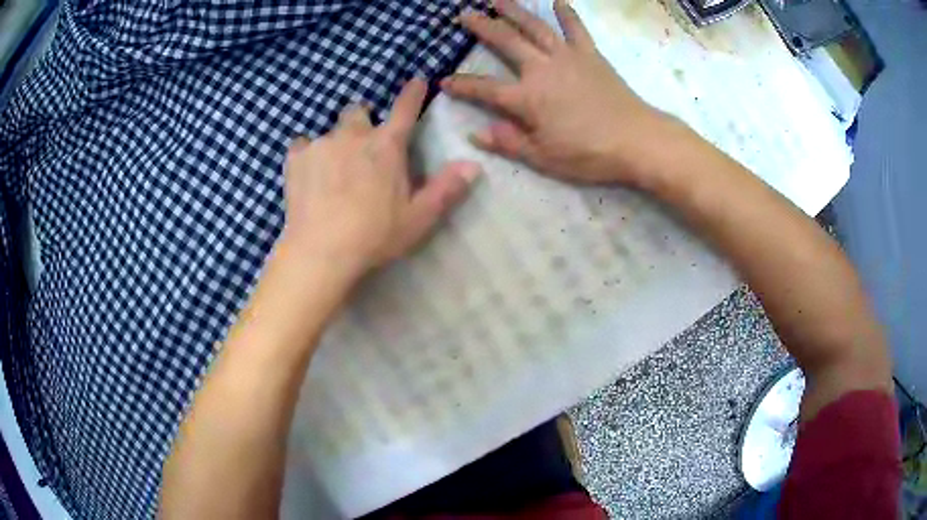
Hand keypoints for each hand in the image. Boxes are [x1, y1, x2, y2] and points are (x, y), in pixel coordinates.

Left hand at [278, 79, 480, 282]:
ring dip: (335, 143)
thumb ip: (445, 189)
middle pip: (358, 111)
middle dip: (362, 122)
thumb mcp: (418, 218)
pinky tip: (308, 174)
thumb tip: (473, 165)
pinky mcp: (295, 159)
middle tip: (361, 146)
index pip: (405, 109)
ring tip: (332, 171)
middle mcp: (353, 135)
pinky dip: (306, 154)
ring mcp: (321, 144)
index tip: (417, 80)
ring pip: (330, 131)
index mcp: (387, 146)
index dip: (413, 93)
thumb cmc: (374, 236)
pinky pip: (301, 146)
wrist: (320, 252)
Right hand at [441, 0, 675, 185]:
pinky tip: (558, 1)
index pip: (484, 89)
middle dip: (482, 27)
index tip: (443, 81)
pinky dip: (567, 14)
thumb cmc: (589, 154)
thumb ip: (508, 143)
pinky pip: (576, 30)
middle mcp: (541, 69)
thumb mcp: (544, 158)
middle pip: (506, 42)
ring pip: (535, 27)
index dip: (461, 85)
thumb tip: (476, 134)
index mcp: (526, 98)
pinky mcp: (591, 55)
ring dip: (514, 11)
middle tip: (465, 14)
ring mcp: (567, 57)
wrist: (637, 141)